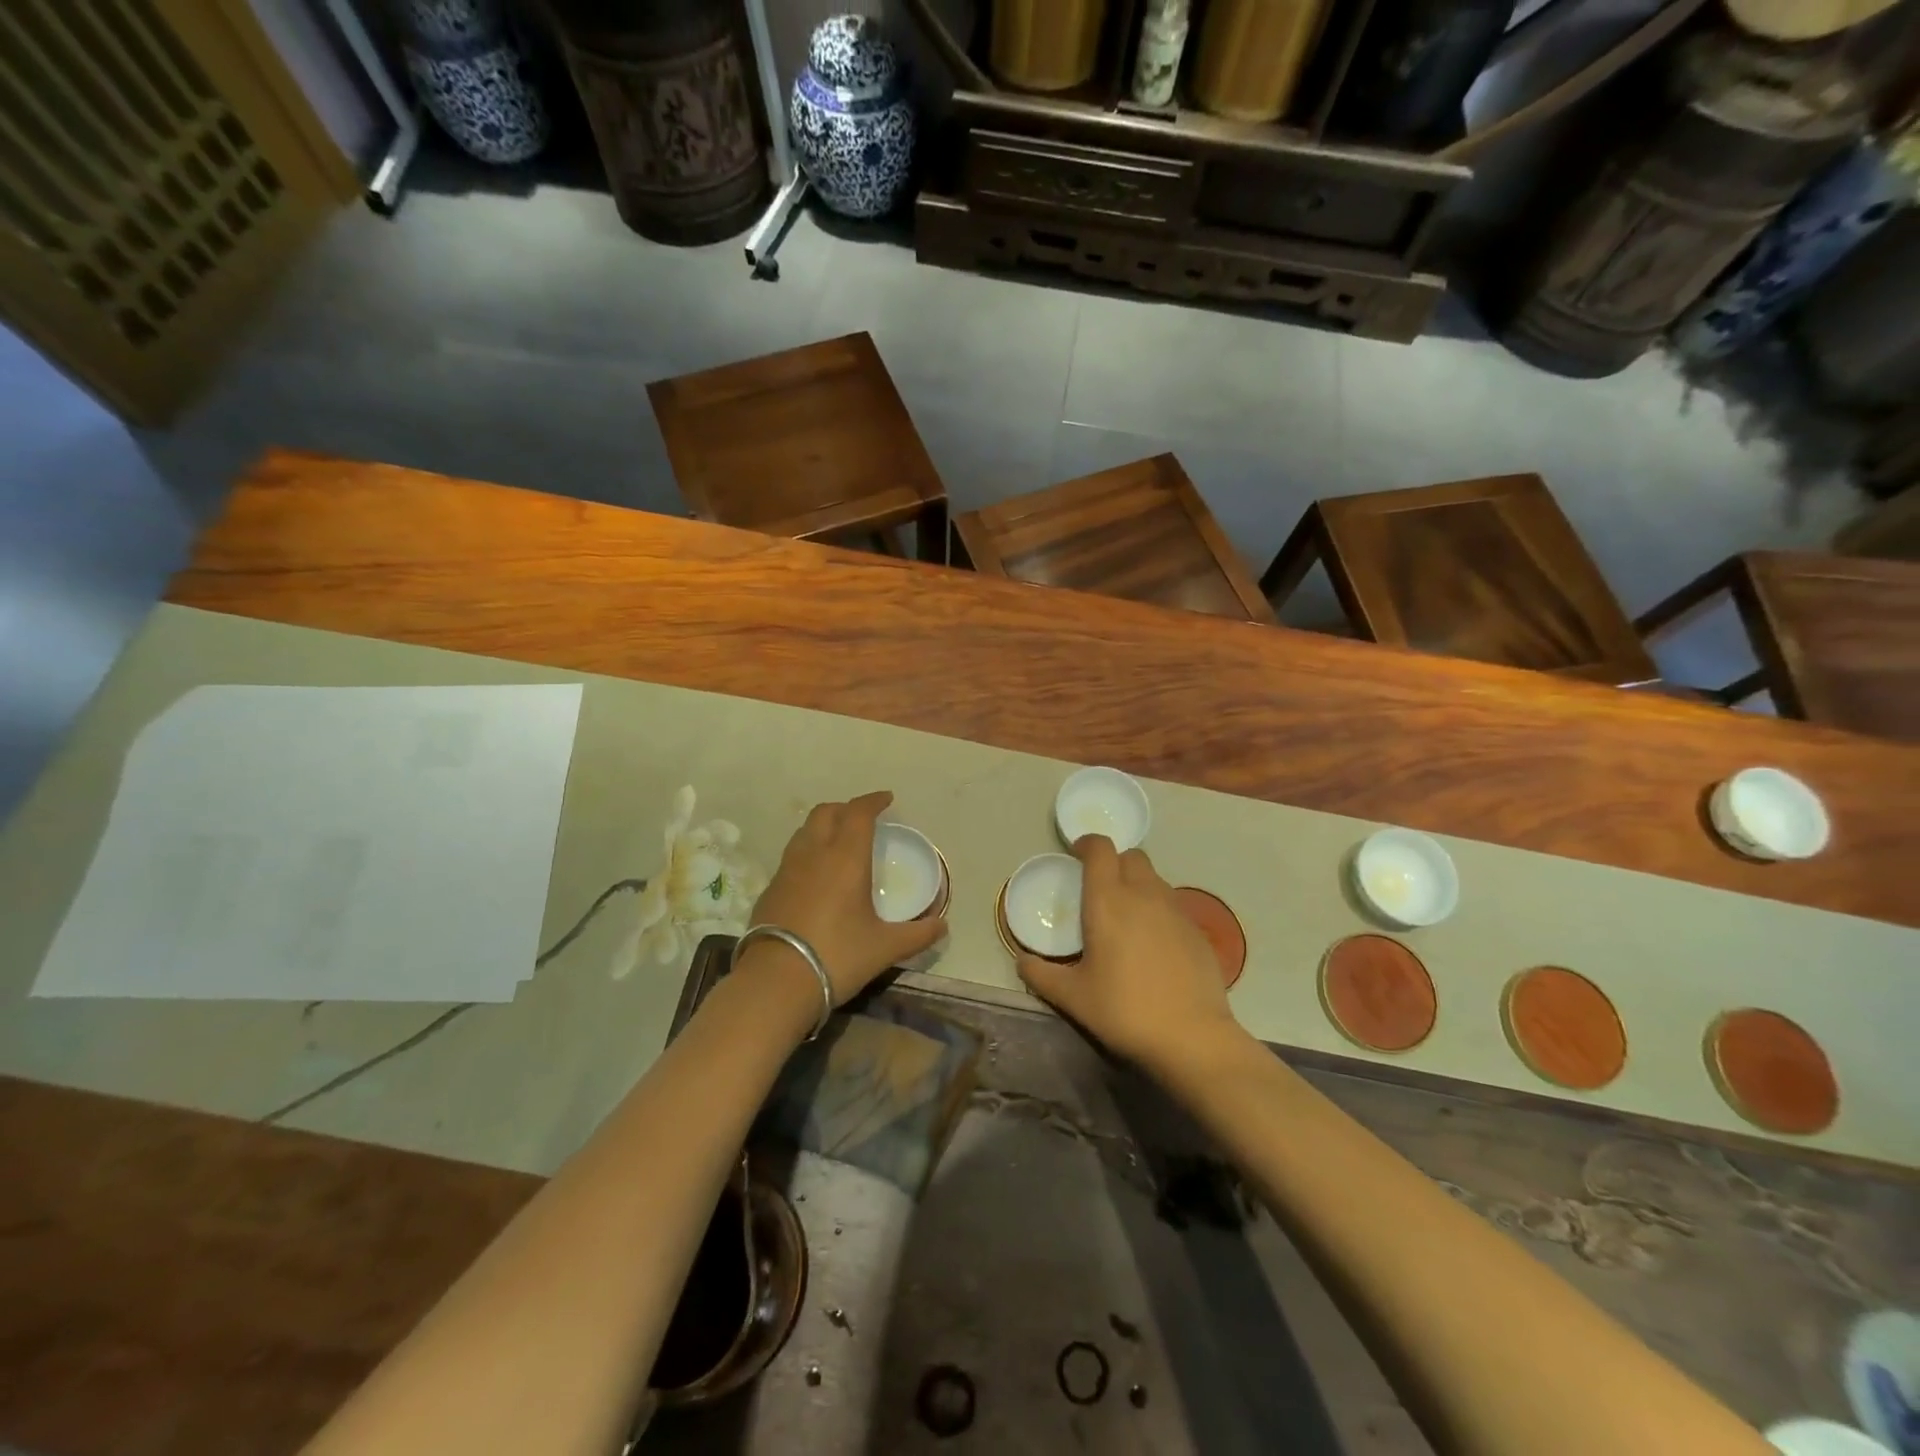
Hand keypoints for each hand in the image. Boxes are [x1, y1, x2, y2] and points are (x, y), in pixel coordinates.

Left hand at [747, 791, 945, 1006]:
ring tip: (838, 841)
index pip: (859, 813)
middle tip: (863, 819)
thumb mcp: (885, 948)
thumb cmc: (838, 956)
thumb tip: (942, 925)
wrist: (776, 982)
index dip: (873, 801)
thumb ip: (917, 934)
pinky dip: (808, 852)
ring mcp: (787, 870)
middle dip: (846, 808)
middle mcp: (814, 853)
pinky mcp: (770, 889)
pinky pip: (792, 856)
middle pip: (826, 812)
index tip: (887, 799)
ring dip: (823, 826)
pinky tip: (816, 875)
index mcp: (845, 857)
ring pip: (804, 831)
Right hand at [1016, 835, 1241, 1074]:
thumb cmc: (1124, 1009)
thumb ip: (1041, 975)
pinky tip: (1153, 944)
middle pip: (1131, 856)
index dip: (1087, 844)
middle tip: (1099, 889)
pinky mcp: (1197, 930)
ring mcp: (1175, 910)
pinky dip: (1158, 911)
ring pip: (1154, 879)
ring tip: (1126, 918)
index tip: (1075, 856)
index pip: (1100, 849)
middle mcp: (1144, 894)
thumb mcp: (1073, 997)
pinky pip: (1172, 905)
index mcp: (1108, 901)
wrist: (1192, 1036)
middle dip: (1114, 863)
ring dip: (1137, 885)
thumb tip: (1021, 961)